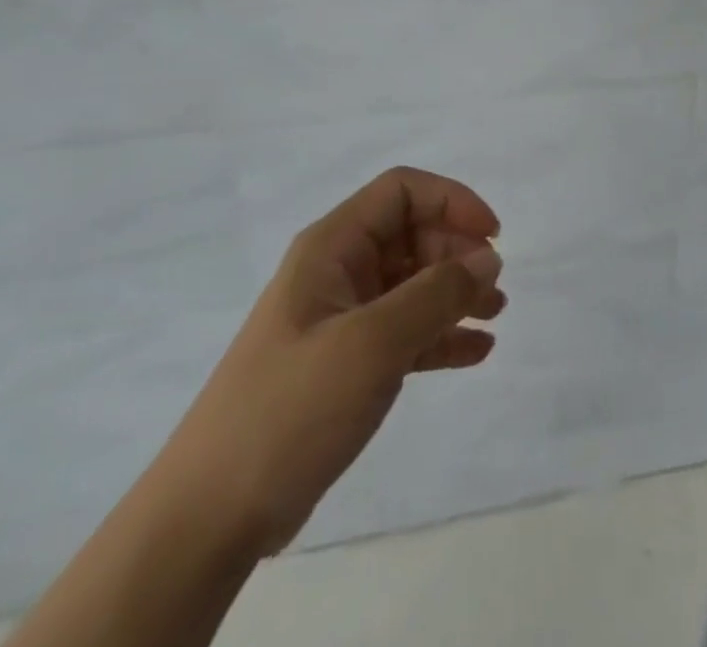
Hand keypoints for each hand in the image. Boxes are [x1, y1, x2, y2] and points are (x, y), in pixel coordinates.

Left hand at [168, 167, 505, 556]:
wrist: (212, 515)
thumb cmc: (291, 408)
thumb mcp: (372, 343)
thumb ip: (436, 294)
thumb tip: (488, 259)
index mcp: (332, 247)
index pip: (401, 192)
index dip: (451, 201)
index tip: (492, 236)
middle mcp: (338, 271)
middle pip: (411, 234)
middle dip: (457, 252)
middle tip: (494, 288)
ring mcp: (341, 319)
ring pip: (412, 283)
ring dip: (455, 292)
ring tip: (494, 314)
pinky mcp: (346, 364)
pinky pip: (406, 332)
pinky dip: (441, 335)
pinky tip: (476, 351)